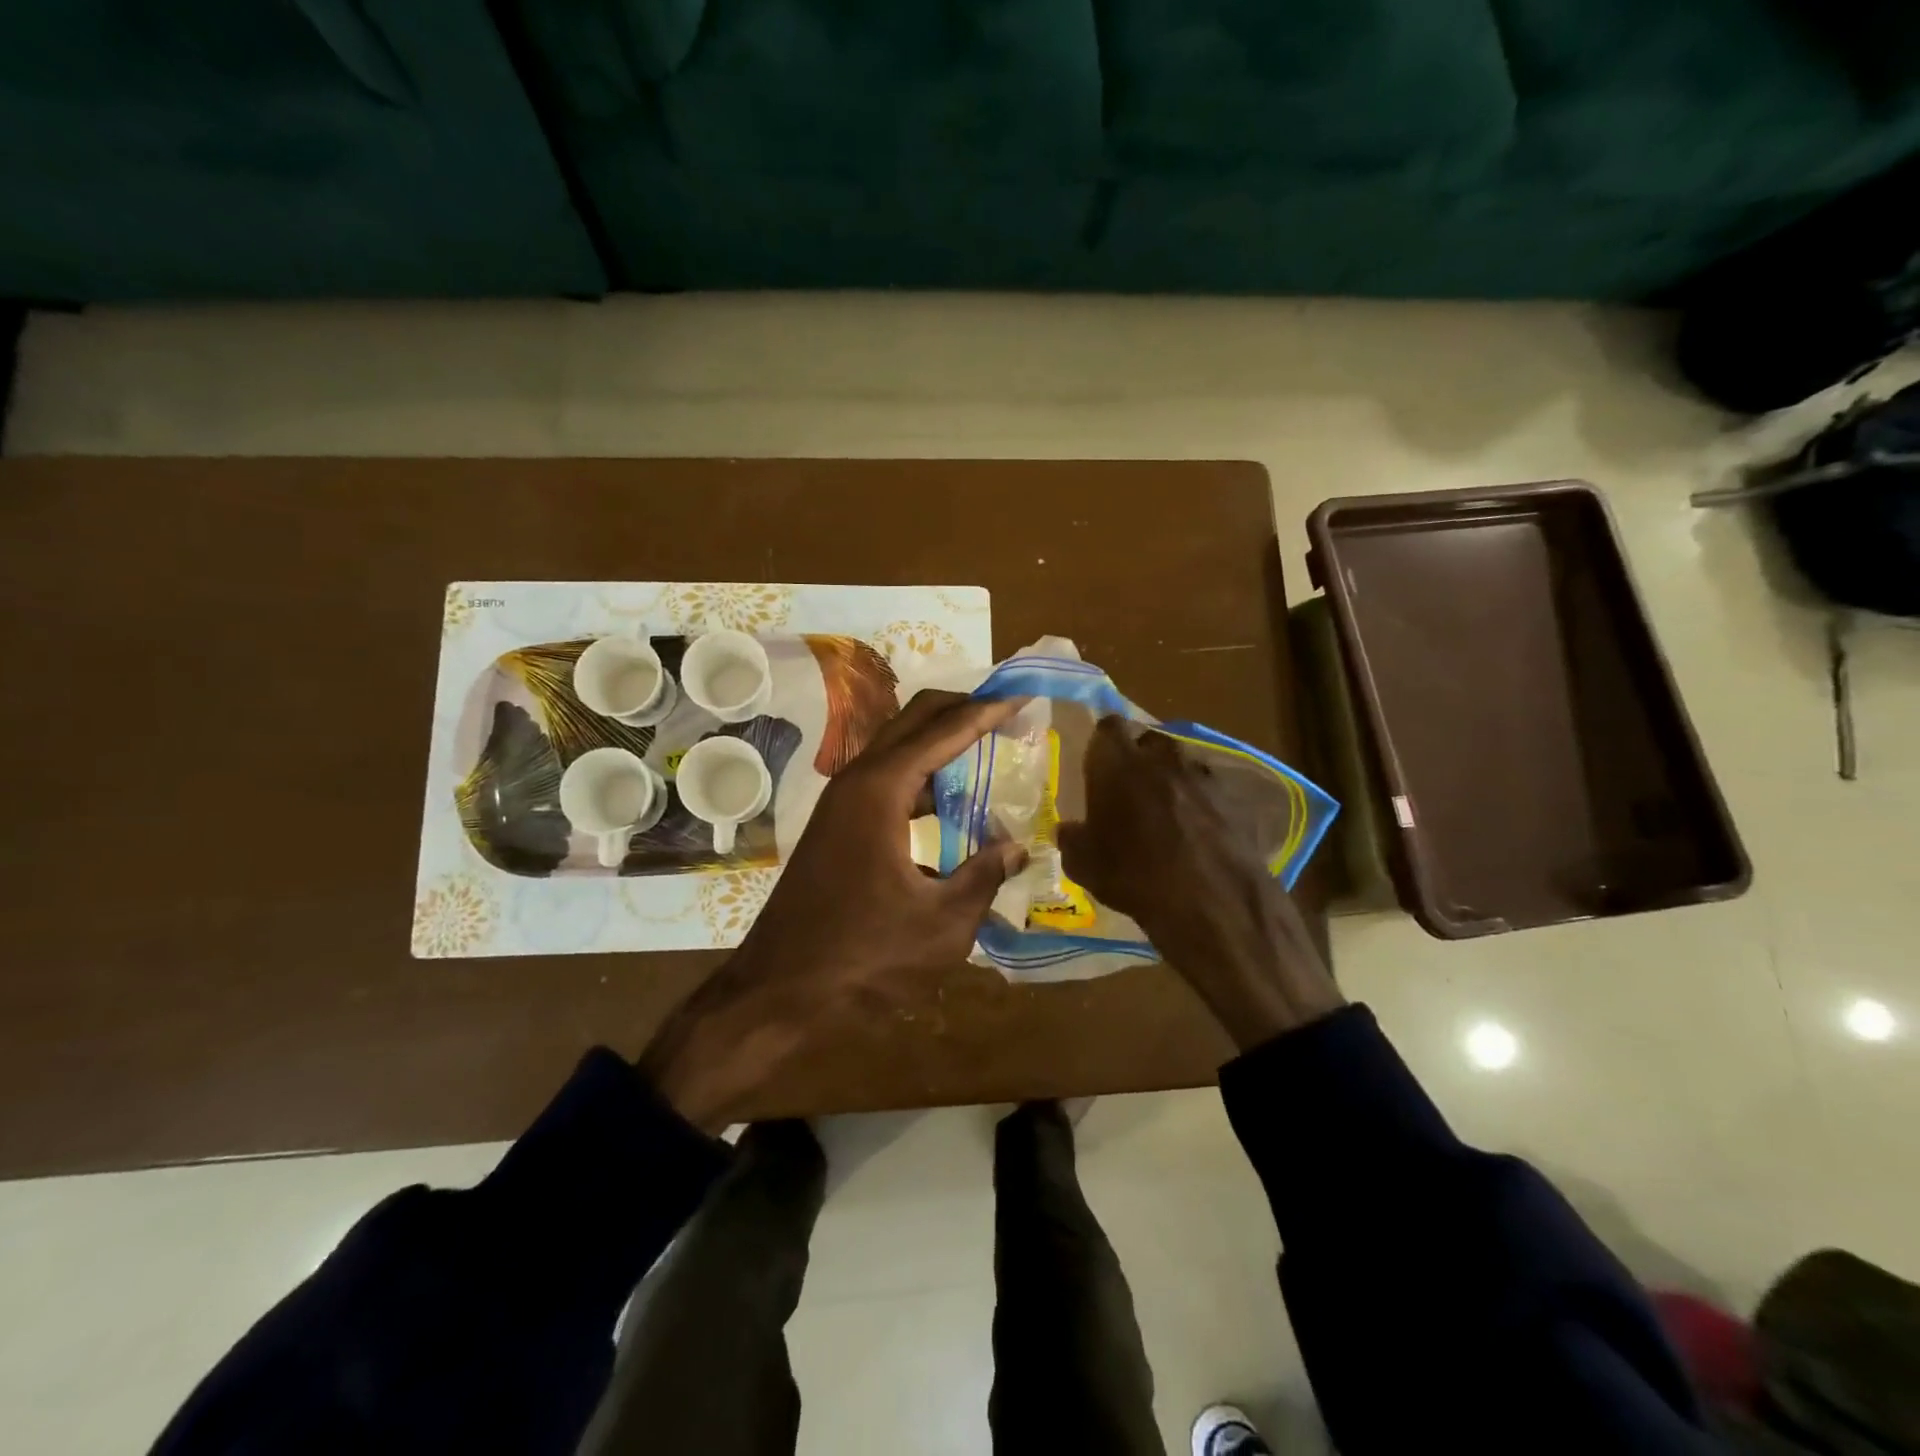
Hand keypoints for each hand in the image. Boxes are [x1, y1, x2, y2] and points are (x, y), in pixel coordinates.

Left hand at [641, 691, 1027, 1128]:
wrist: (779, 990)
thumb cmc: (863, 957)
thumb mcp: (942, 924)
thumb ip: (984, 877)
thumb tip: (1017, 847)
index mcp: (880, 790)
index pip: (943, 731)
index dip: (986, 713)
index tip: (1021, 698)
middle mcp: (857, 781)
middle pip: (914, 721)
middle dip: (961, 710)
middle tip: (1008, 714)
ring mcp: (841, 802)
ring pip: (897, 749)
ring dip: (940, 743)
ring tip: (988, 750)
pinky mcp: (836, 825)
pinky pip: (887, 781)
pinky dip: (922, 778)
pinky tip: (950, 803)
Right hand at [1057, 716, 1342, 1051]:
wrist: (1214, 903)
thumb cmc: (1135, 876)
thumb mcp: (1085, 865)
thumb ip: (1072, 839)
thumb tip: (1069, 829)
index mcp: (1118, 761)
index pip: (1107, 728)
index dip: (1102, 747)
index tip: (1098, 770)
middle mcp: (1162, 755)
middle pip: (1147, 742)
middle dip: (1138, 760)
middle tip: (1129, 792)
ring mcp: (1203, 773)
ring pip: (1180, 764)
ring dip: (1171, 780)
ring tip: (1165, 816)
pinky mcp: (1234, 797)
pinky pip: (1209, 790)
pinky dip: (1201, 804)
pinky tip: (1196, 835)